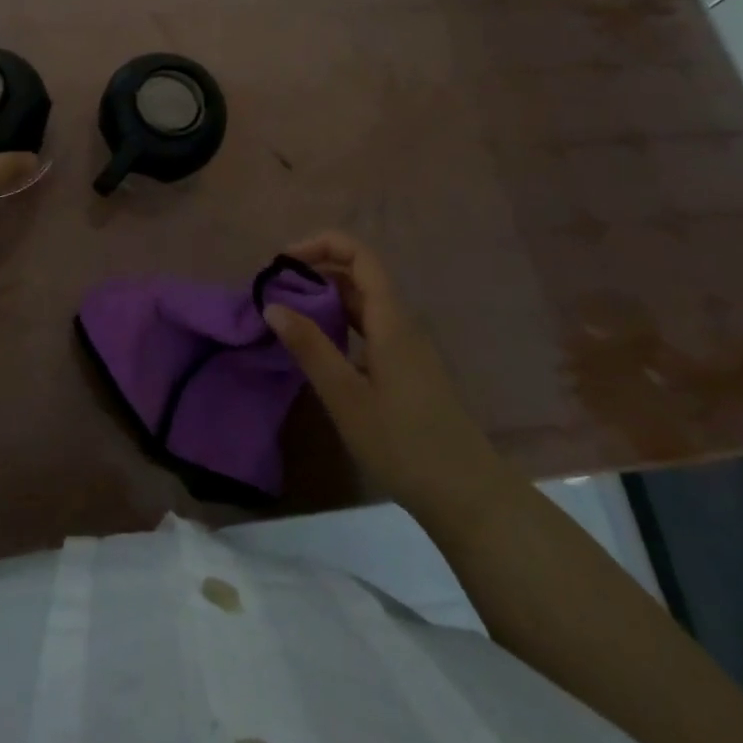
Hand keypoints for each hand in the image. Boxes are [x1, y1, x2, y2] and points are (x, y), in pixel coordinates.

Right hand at [264, 231, 504, 515]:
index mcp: (391, 320)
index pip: (359, 256)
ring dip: (325, 301)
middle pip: (359, 277)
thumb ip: (310, 347)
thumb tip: (272, 305)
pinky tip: (318, 351)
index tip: (282, 262)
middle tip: (274, 293)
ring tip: (287, 317)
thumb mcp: (346, 396)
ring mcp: (408, 349)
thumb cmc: (404, 444)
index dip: (321, 245)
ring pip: (363, 306)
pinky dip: (339, 326)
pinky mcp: (408, 371)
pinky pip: (370, 330)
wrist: (469, 497)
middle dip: (315, 273)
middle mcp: (402, 325)